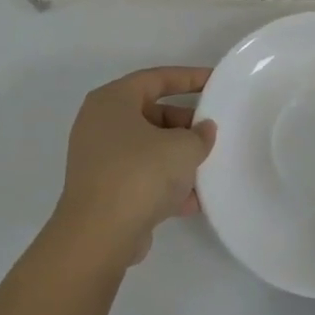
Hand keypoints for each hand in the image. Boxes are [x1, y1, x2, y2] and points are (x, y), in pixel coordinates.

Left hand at [57, 66, 216, 268]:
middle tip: (213, 133)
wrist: (99, 236)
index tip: (215, 81)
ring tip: (209, 167)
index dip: (189, 78)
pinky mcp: (104, 191)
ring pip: (148, 148)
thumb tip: (203, 130)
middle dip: (185, 125)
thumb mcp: (183, 148)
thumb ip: (200, 134)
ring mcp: (99, 160)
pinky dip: (165, 184)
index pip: (156, 78)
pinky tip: (194, 201)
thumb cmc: (140, 174)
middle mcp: (100, 125)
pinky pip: (141, 177)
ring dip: (178, 158)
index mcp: (112, 101)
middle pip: (152, 114)